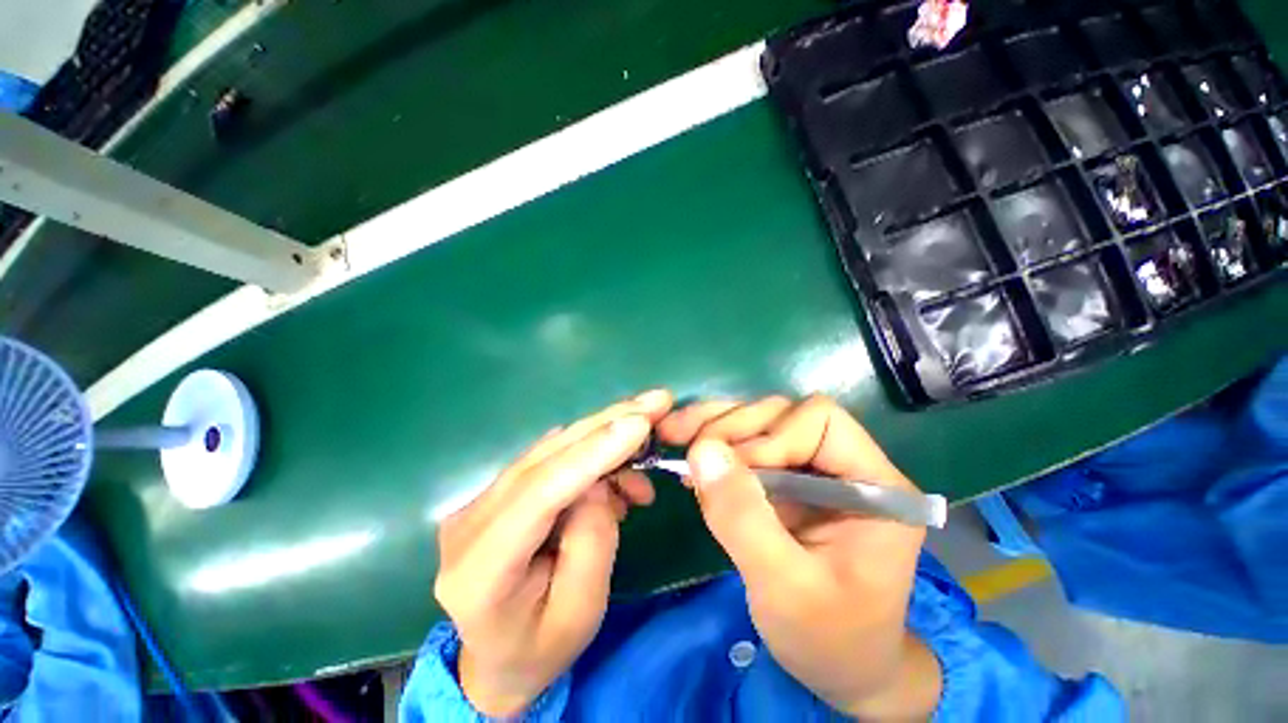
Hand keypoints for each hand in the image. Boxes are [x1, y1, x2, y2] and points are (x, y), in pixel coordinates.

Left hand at [434, 391, 672, 716]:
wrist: (497, 657)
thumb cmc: (541, 647)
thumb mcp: (581, 613)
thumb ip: (593, 541)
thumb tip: (601, 481)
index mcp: (479, 569)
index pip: (540, 492)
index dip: (594, 451)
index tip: (640, 422)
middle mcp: (469, 520)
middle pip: (546, 456)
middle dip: (606, 424)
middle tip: (655, 401)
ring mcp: (480, 499)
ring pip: (552, 449)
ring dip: (604, 435)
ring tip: (648, 438)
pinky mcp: (499, 490)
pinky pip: (552, 457)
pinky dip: (591, 451)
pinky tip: (619, 465)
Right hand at [657, 396, 940, 718]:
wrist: (837, 667)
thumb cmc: (827, 638)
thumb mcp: (784, 588)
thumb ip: (744, 519)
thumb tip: (703, 451)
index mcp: (874, 485)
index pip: (819, 421)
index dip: (770, 435)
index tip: (733, 470)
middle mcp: (845, 463)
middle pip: (783, 413)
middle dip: (733, 427)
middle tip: (688, 448)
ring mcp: (813, 467)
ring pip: (760, 421)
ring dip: (716, 426)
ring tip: (675, 433)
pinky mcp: (787, 477)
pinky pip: (748, 443)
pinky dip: (715, 443)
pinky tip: (689, 452)